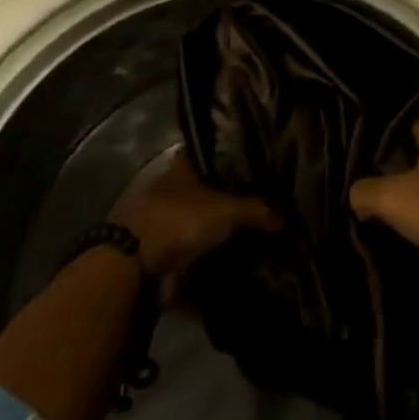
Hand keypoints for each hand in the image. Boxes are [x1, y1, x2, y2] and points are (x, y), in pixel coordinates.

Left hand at [115, 154, 279, 285]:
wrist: (134, 266)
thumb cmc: (180, 220)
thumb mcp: (226, 210)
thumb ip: (256, 210)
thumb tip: (284, 216)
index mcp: (181, 168)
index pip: (208, 153)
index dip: (229, 157)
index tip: (252, 165)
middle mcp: (171, 190)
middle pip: (204, 190)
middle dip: (227, 198)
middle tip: (259, 206)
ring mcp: (163, 223)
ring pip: (197, 222)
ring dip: (216, 232)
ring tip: (251, 238)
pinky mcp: (159, 253)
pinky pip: (190, 254)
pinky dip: (206, 261)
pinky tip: (231, 265)